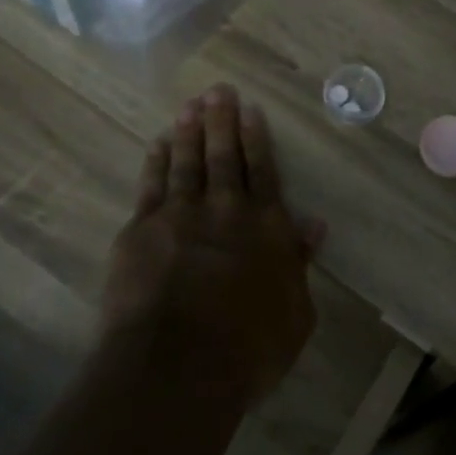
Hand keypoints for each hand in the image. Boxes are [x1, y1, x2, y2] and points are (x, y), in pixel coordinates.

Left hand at [102, 84, 320, 403]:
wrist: (179, 364)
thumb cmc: (250, 346)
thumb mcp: (296, 312)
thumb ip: (300, 263)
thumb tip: (314, 224)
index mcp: (266, 226)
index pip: (263, 171)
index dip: (256, 138)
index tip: (250, 109)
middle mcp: (225, 210)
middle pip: (224, 156)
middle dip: (221, 121)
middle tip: (218, 90)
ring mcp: (180, 216)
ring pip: (187, 162)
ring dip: (190, 131)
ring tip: (190, 105)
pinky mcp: (142, 231)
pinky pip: (151, 186)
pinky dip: (156, 162)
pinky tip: (158, 143)